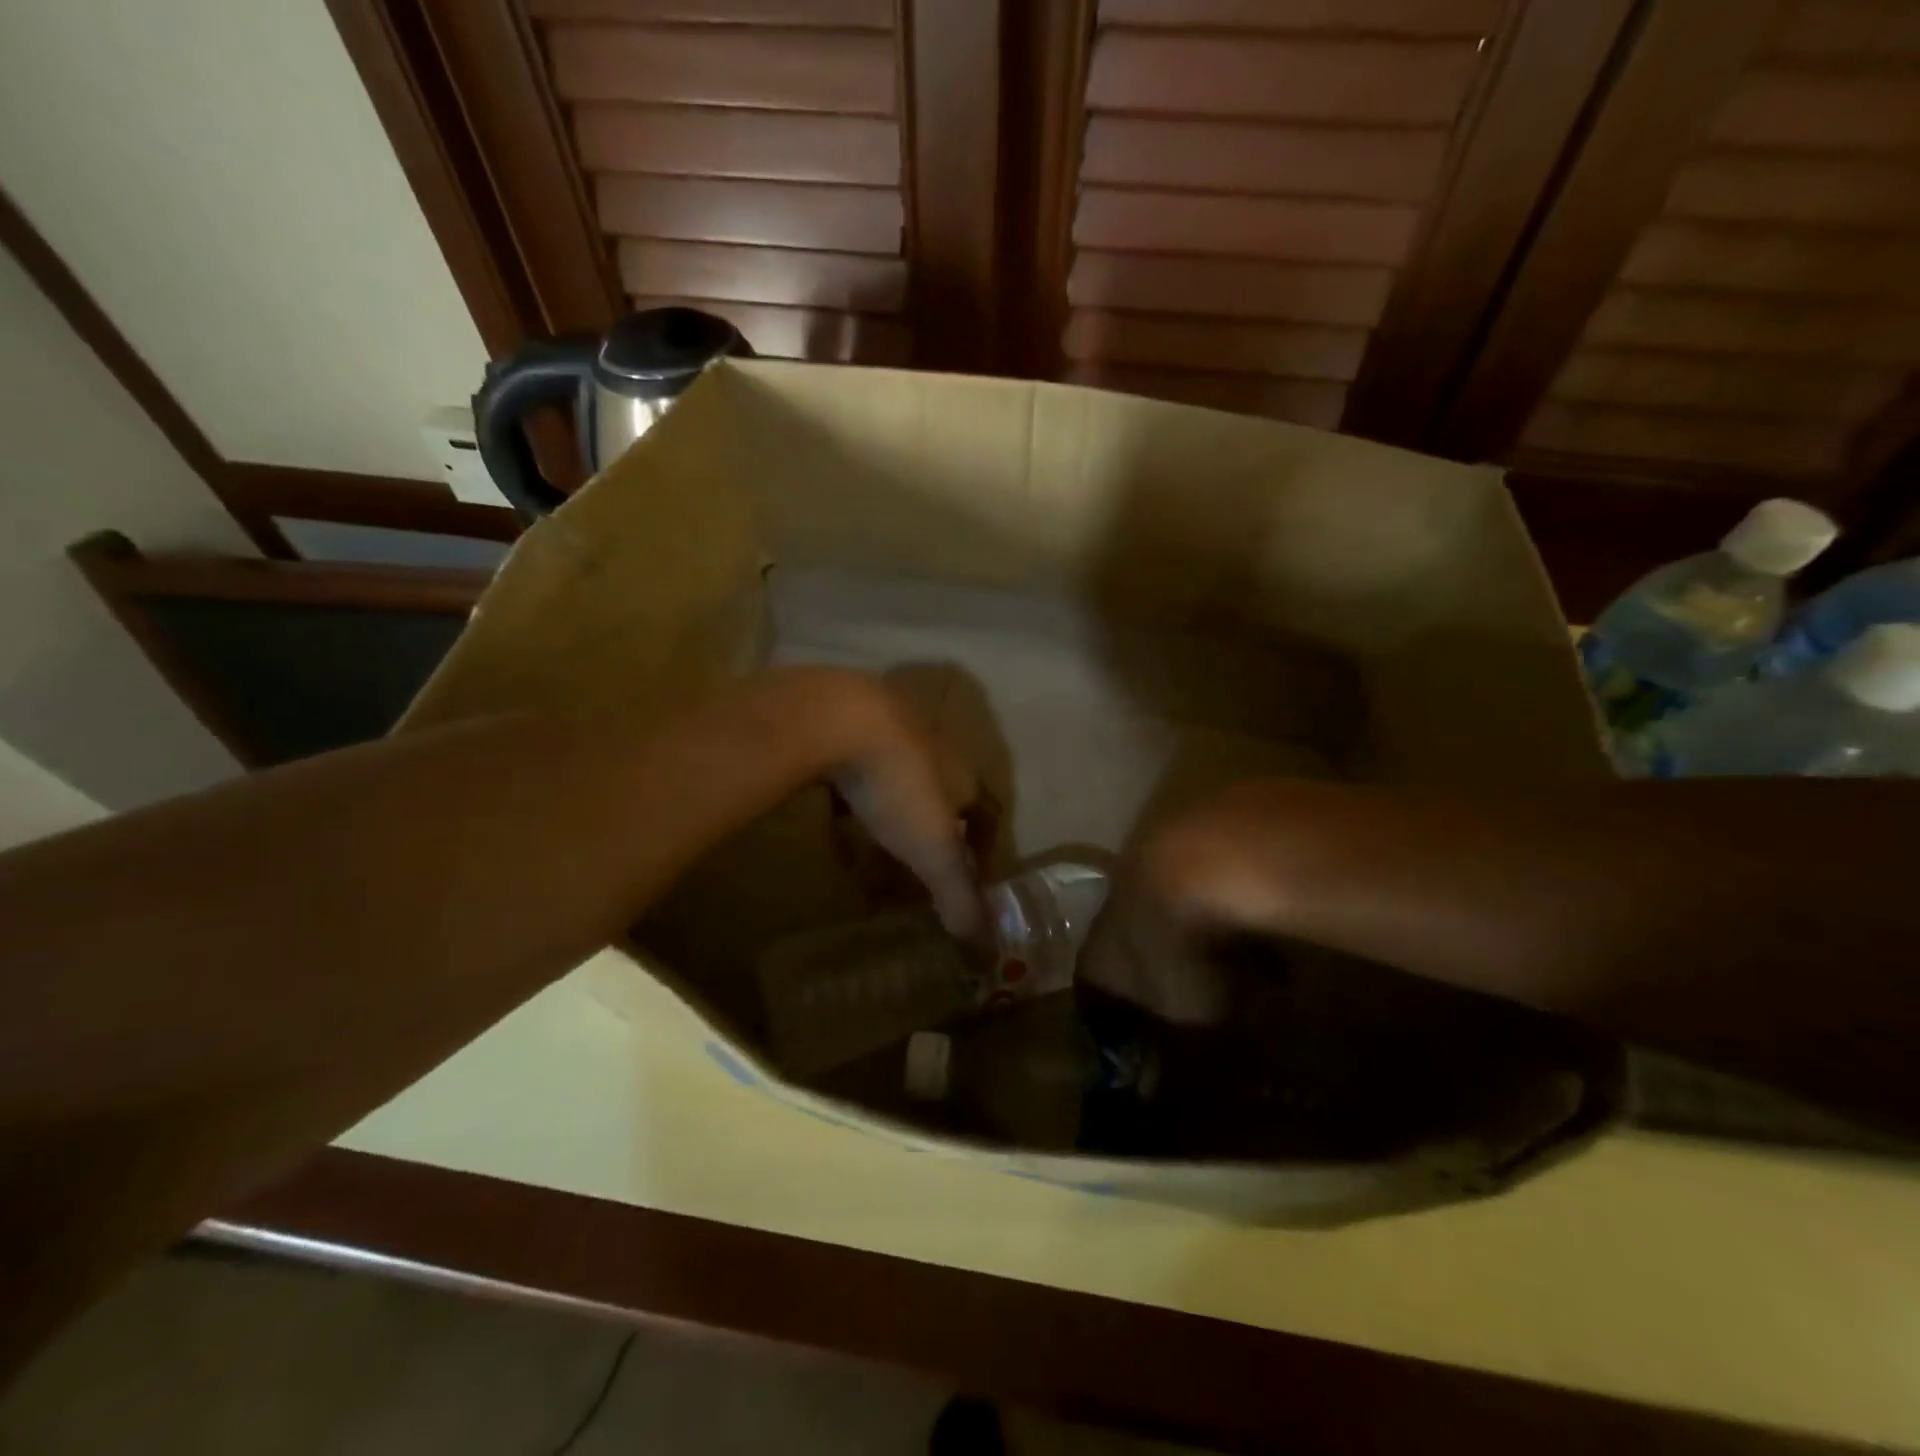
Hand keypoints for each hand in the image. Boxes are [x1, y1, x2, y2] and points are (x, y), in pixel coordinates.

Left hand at [796, 670, 985, 938]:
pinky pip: (853, 775)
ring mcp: (886, 733)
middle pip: (940, 798)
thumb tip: (984, 943)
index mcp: (961, 775)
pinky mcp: (844, 727)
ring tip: (870, 859)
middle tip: (917, 874)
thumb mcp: (934, 850)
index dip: (984, 844)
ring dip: (888, 822)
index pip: (986, 811)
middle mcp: (931, 751)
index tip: (972, 876)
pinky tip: (833, 826)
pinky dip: (849, 804)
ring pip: (895, 785)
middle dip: (931, 837)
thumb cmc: (898, 786)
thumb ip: (960, 895)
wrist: (839, 718)